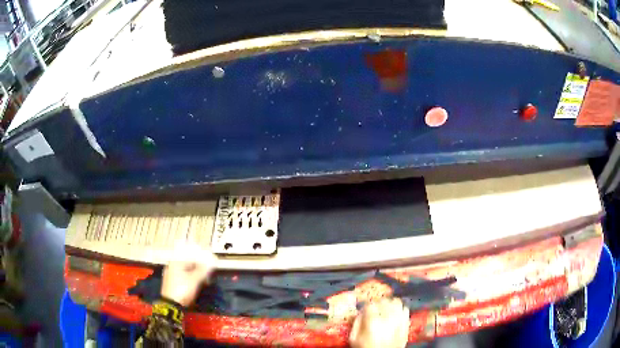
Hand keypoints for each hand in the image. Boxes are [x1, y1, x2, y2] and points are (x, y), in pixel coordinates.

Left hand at [161, 245, 216, 306]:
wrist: (171, 304)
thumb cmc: (183, 289)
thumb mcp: (194, 280)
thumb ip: (202, 271)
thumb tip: (210, 263)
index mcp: (176, 262)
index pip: (191, 257)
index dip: (202, 261)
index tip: (210, 266)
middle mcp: (172, 266)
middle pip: (188, 264)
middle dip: (199, 268)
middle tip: (208, 275)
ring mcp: (171, 275)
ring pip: (186, 271)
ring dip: (195, 275)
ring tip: (204, 281)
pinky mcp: (172, 283)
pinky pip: (183, 277)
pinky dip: (190, 279)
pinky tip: (196, 284)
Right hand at [349, 298, 409, 347]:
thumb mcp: (353, 339)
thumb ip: (356, 324)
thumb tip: (359, 314)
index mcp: (373, 321)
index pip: (370, 305)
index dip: (366, 306)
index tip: (364, 310)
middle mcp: (388, 318)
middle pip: (384, 301)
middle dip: (378, 303)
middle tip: (374, 308)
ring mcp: (399, 321)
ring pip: (396, 303)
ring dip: (390, 304)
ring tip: (385, 309)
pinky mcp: (406, 324)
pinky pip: (405, 310)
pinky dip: (399, 309)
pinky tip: (394, 314)